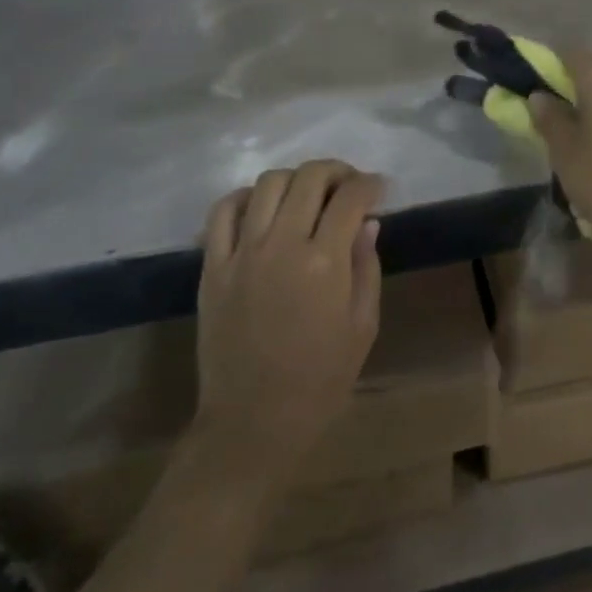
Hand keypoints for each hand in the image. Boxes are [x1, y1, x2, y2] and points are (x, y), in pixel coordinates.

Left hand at [194, 160, 382, 484]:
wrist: (254, 420)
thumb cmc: (321, 378)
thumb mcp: (363, 325)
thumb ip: (367, 266)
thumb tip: (367, 222)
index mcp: (325, 262)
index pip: (350, 198)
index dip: (370, 184)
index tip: (379, 189)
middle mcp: (282, 245)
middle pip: (309, 178)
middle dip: (336, 171)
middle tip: (348, 184)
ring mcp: (241, 252)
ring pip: (267, 184)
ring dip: (295, 178)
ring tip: (308, 194)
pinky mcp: (212, 266)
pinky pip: (223, 211)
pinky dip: (245, 197)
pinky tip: (262, 207)